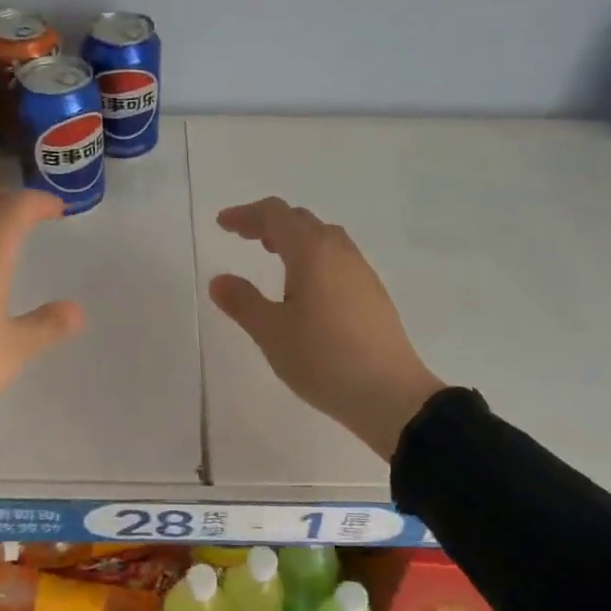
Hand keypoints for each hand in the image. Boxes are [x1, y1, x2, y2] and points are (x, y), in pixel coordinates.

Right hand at [209, 198, 443, 459]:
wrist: (391, 395)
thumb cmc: (323, 358)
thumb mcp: (271, 332)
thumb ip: (242, 302)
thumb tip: (220, 280)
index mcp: (312, 252)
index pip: (275, 215)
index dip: (246, 215)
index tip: (223, 224)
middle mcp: (339, 252)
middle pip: (301, 220)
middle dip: (269, 223)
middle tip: (244, 238)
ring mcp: (361, 272)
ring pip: (324, 238)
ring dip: (294, 239)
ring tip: (272, 257)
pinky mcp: (373, 295)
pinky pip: (337, 259)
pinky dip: (312, 258)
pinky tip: (305, 289)